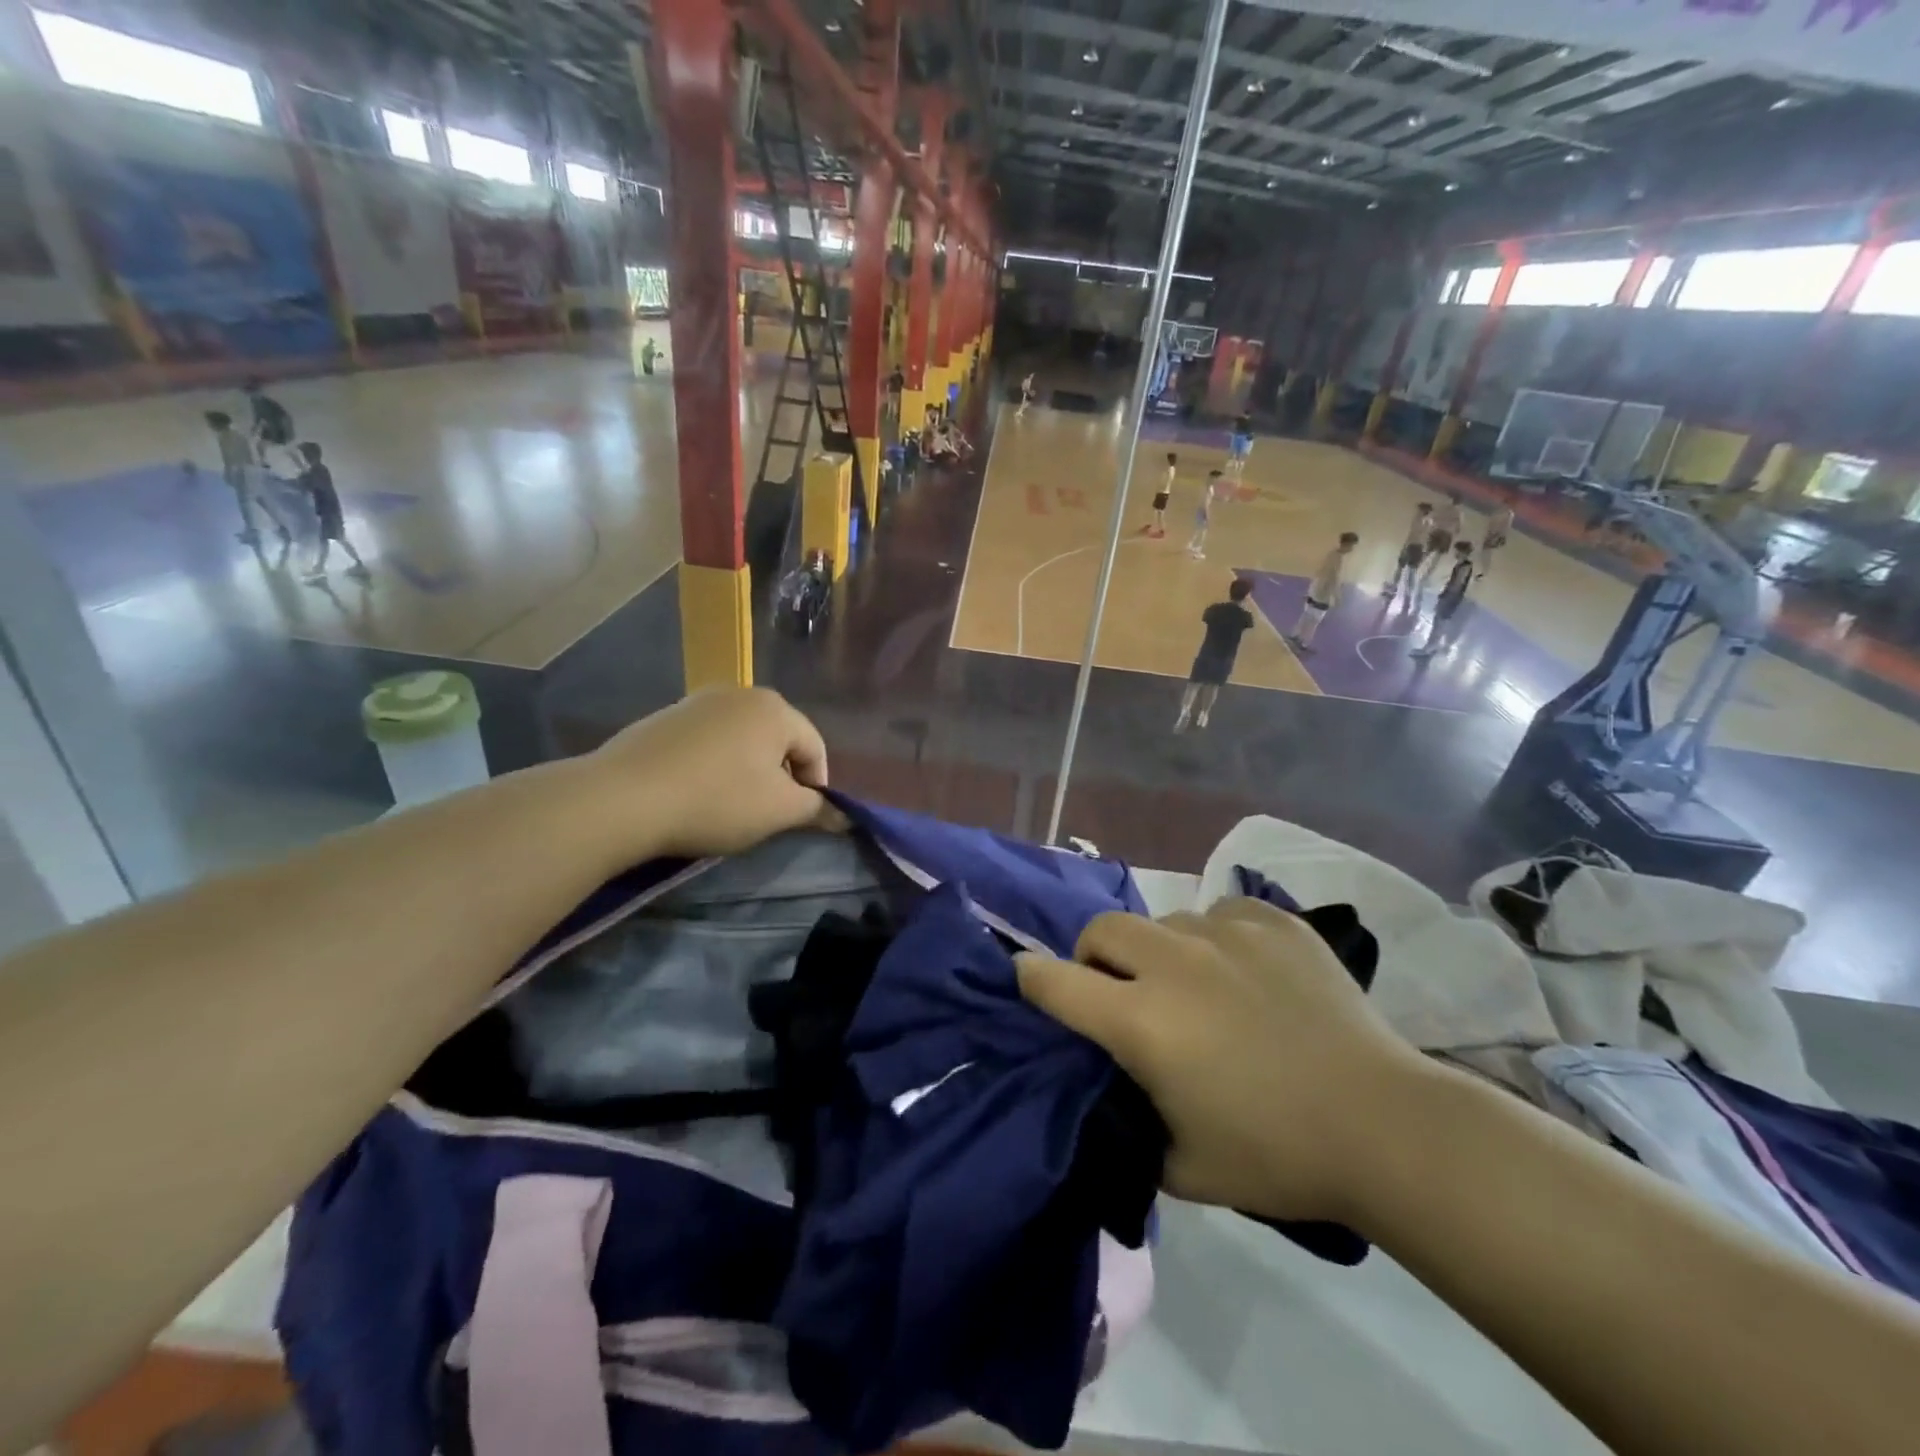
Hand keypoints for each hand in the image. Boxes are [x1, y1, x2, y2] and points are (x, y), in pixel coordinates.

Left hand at [587, 688, 833, 860]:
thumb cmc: (716, 801)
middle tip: (767, 813)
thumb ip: (818, 808)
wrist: (622, 798)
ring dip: (746, 771)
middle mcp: (740, 693)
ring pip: (742, 740)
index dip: (817, 786)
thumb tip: (843, 814)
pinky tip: (696, 793)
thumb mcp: (779, 811)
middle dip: (780, 776)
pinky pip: (707, 742)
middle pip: (778, 739)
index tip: (801, 818)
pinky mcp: (665, 717)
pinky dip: (713, 765)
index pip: (815, 748)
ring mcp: (698, 701)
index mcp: (775, 708)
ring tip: (730, 805)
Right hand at [1016, 897, 1428, 1225]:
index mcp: (1142, 1020)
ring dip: (1162, 952)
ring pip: (1164, 920)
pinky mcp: (1274, 922)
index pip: (1055, 981)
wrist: (1384, 1125)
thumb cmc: (1276, 1154)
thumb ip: (1131, 1120)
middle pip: (1101, 929)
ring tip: (1200, 990)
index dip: (1030, 978)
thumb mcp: (1181, 1165)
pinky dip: (1218, 939)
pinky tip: (1248, 974)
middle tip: (1123, 994)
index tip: (1027, 980)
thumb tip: (1117, 1089)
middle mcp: (1173, 962)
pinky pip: (1222, 913)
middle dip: (1095, 958)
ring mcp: (1227, 933)